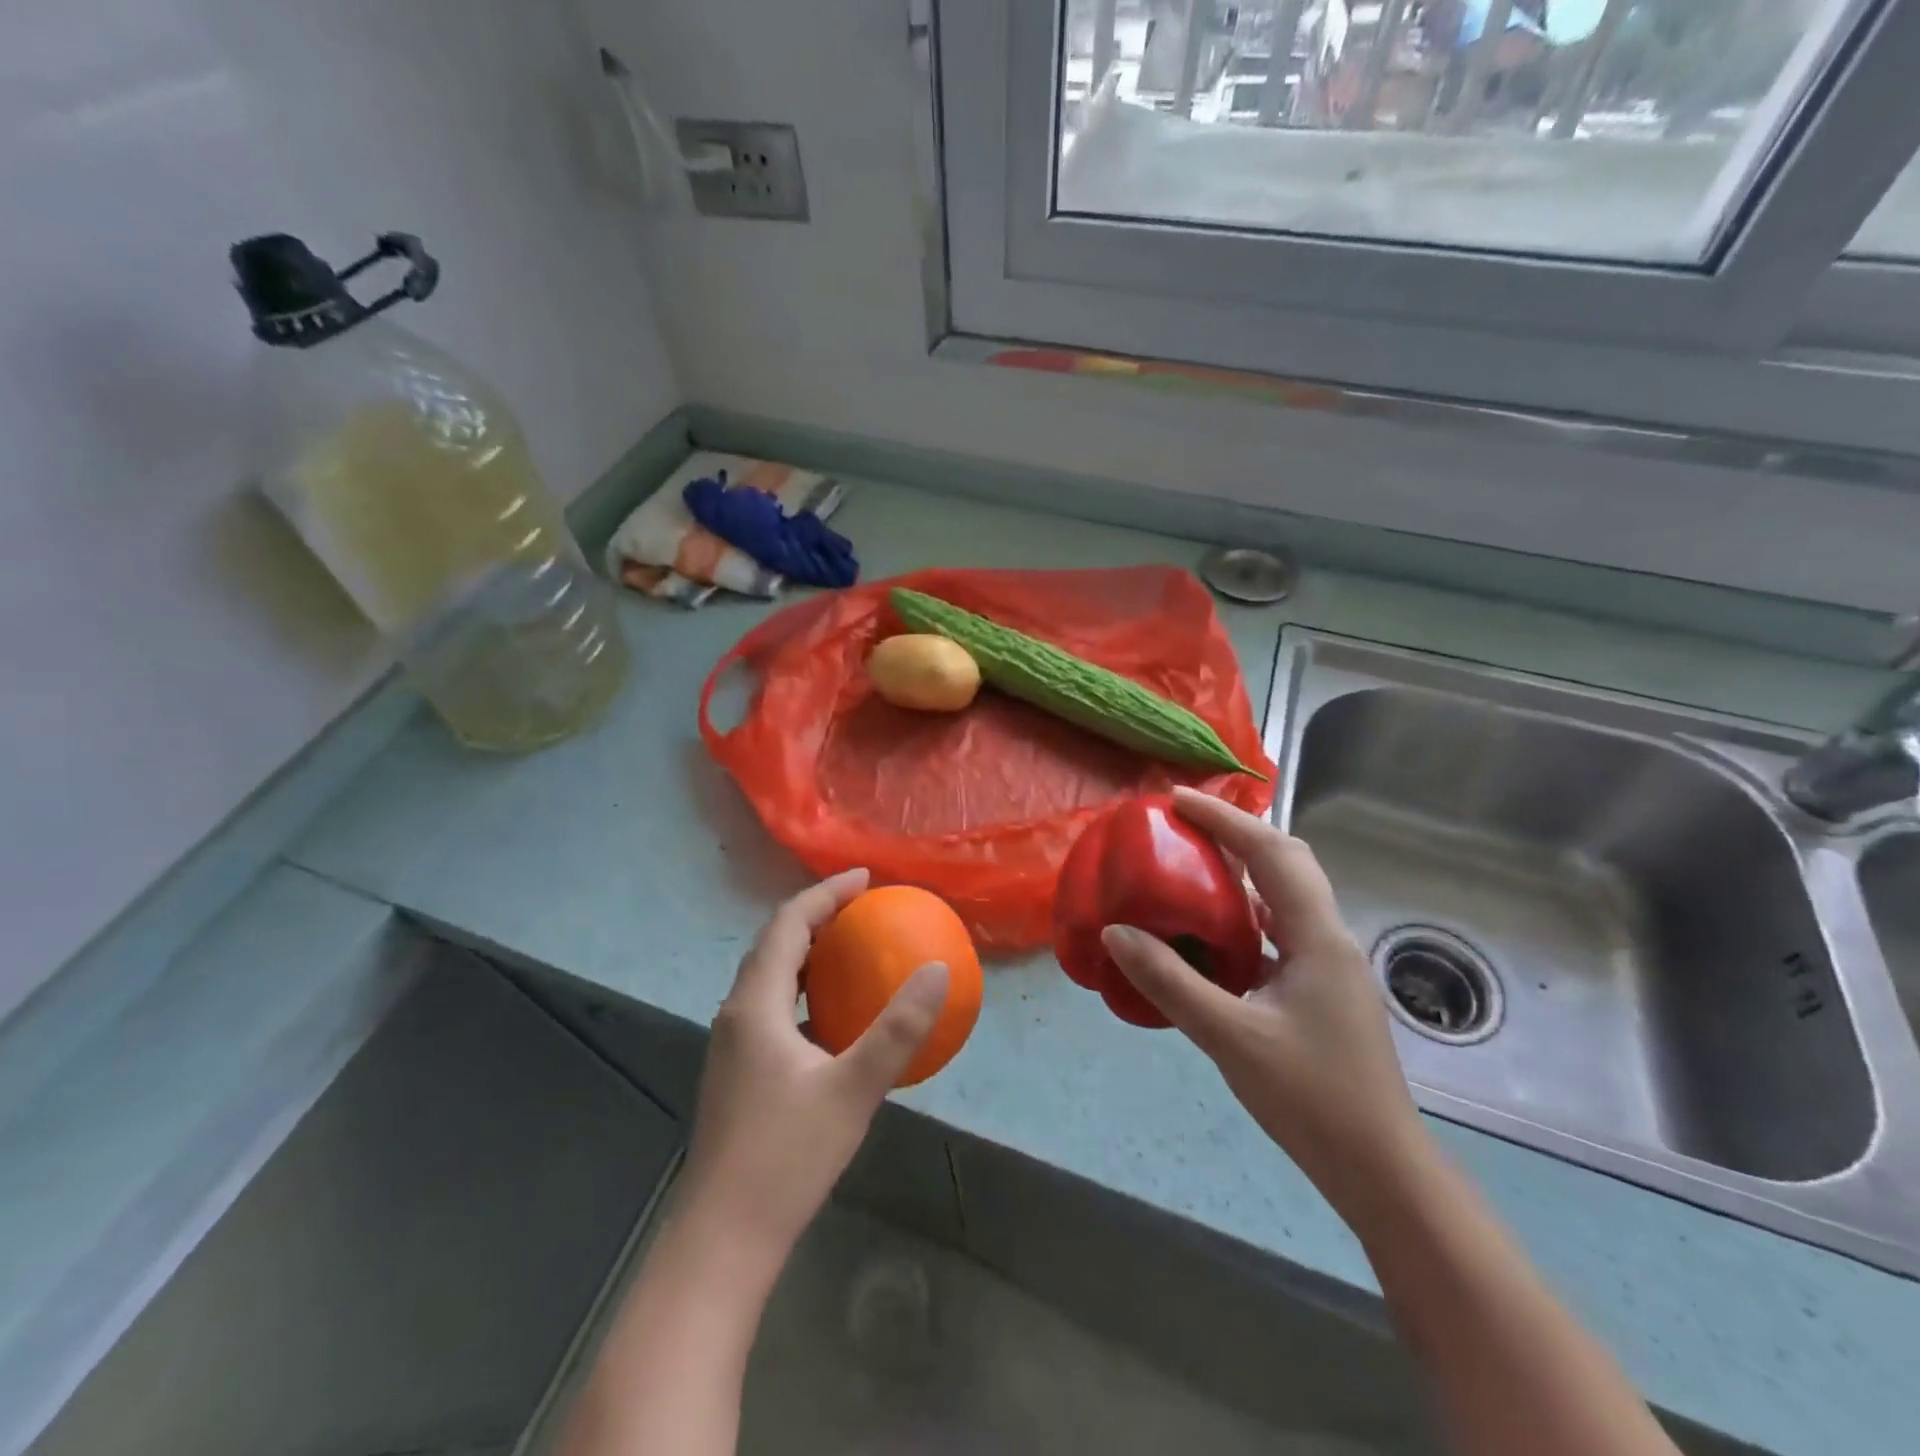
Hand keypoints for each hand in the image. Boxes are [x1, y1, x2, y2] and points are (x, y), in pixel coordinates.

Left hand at [678, 869, 948, 1263]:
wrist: (723, 1240)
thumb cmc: (786, 1157)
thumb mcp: (853, 1089)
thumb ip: (898, 1028)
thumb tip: (938, 971)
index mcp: (755, 1005)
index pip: (788, 924)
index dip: (825, 893)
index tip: (865, 879)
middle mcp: (736, 1014)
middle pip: (775, 944)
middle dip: (817, 916)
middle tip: (864, 907)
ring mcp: (732, 1046)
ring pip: (770, 978)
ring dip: (809, 953)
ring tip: (852, 949)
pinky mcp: (738, 1073)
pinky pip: (774, 1009)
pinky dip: (805, 992)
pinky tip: (835, 1018)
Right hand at [1100, 787, 1428, 1223]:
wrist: (1380, 1170)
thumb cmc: (1311, 1099)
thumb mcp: (1230, 1037)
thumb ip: (1171, 981)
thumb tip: (1117, 932)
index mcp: (1317, 937)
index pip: (1272, 854)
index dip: (1225, 819)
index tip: (1177, 800)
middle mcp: (1328, 939)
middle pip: (1288, 862)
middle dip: (1237, 833)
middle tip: (1185, 825)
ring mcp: (1328, 966)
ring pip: (1285, 897)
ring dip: (1242, 871)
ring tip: (1191, 865)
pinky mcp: (1320, 990)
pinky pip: (1279, 931)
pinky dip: (1244, 914)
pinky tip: (1212, 933)